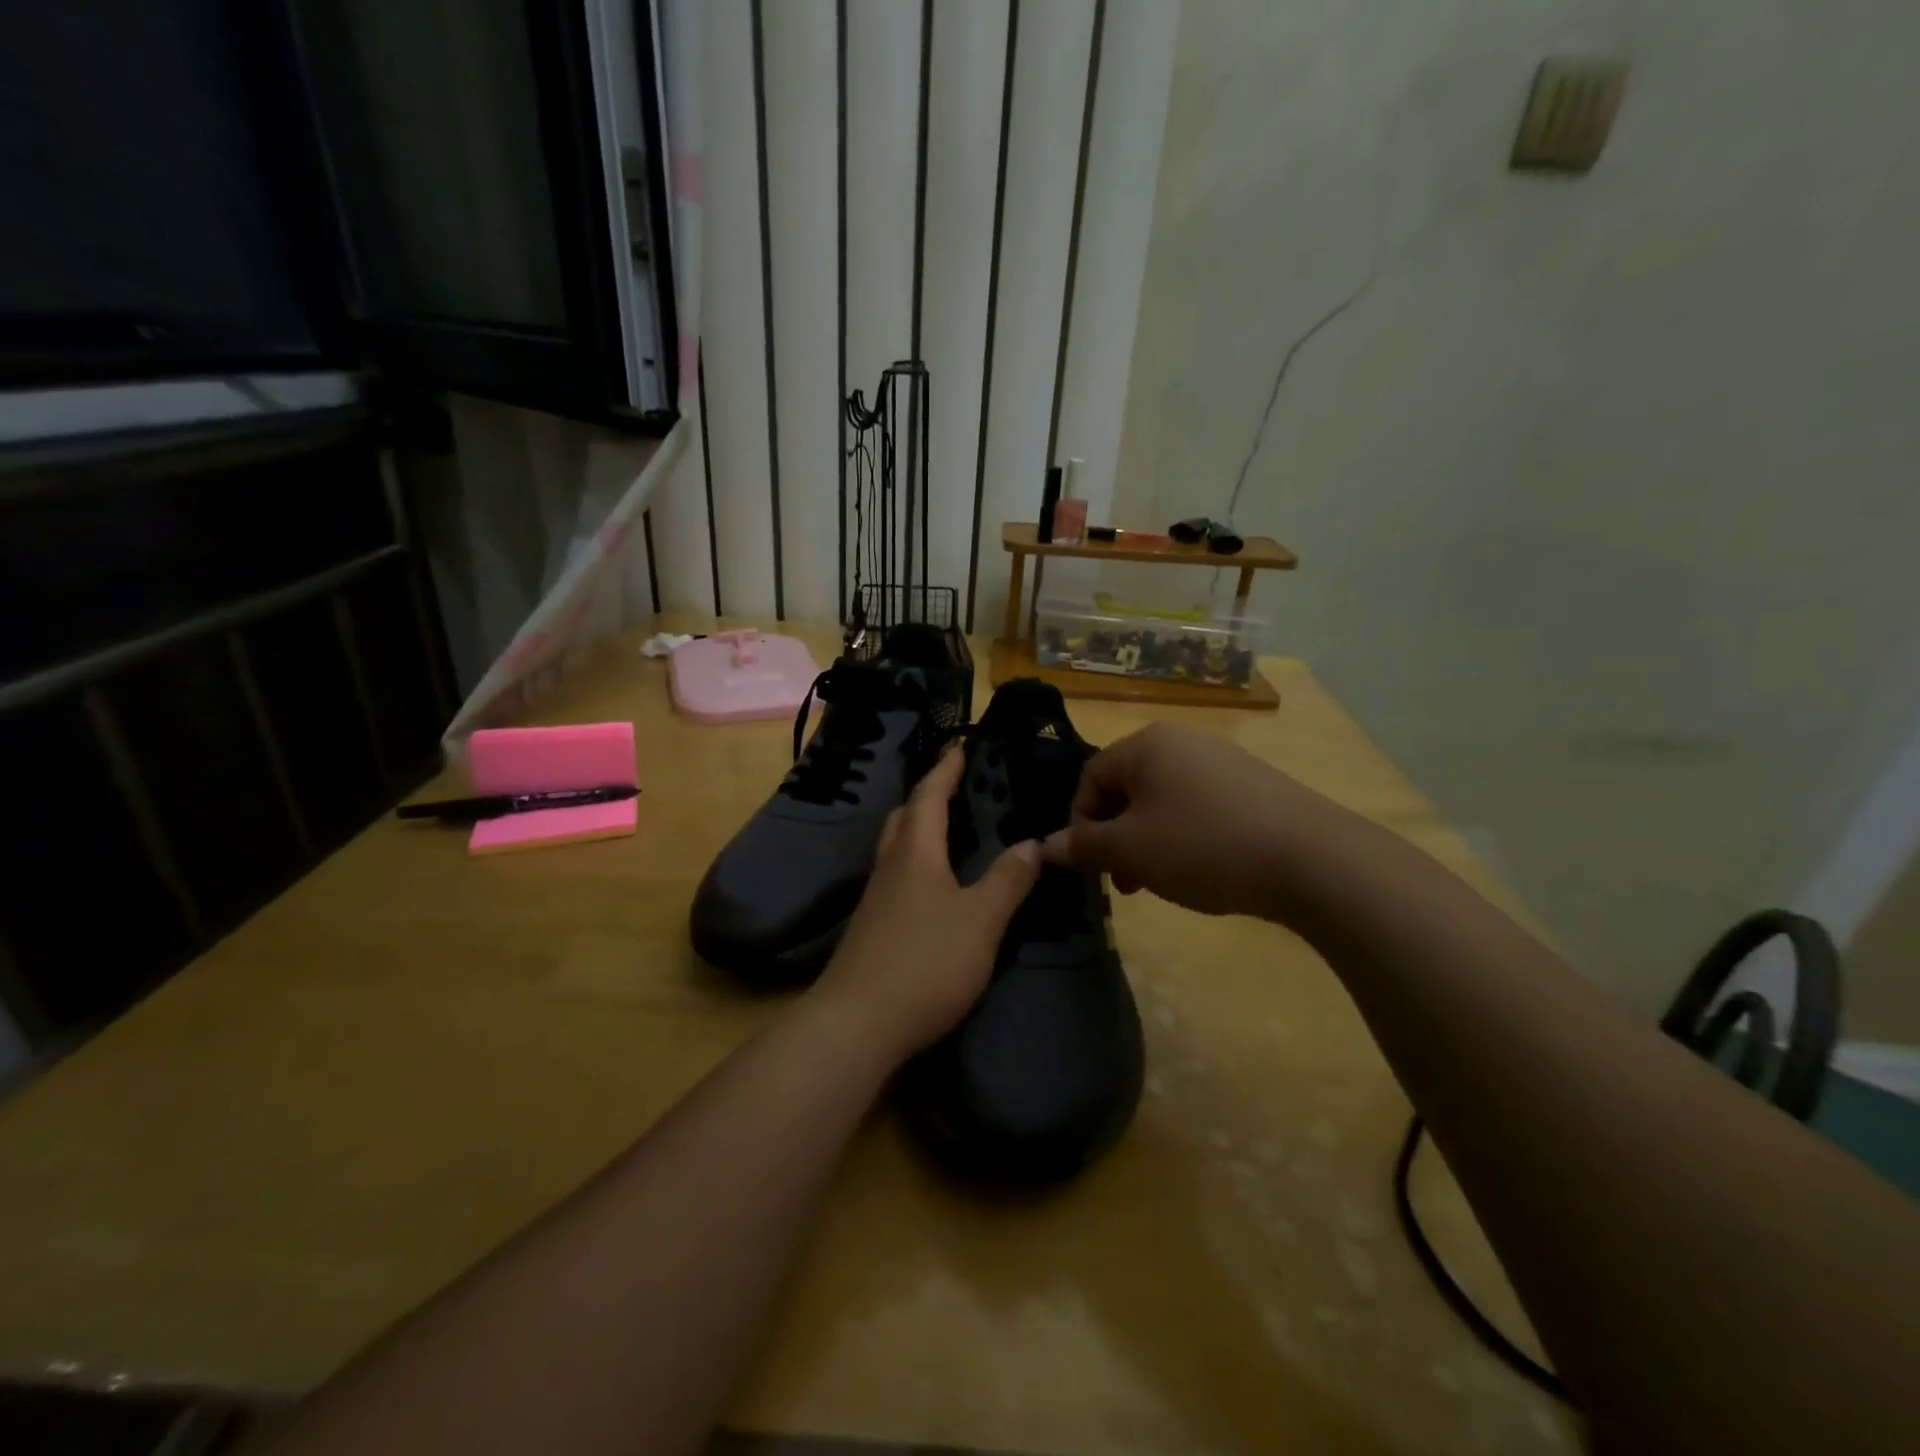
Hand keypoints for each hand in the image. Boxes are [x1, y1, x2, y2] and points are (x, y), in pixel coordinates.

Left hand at [813, 747, 1040, 1056]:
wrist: (857, 1024)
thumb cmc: (925, 961)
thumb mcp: (981, 920)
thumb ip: (1008, 880)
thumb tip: (1033, 843)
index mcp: (915, 852)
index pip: (929, 796)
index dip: (946, 770)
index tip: (961, 748)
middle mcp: (890, 867)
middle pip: (905, 817)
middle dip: (928, 796)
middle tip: (956, 787)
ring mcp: (876, 899)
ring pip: (897, 848)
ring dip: (920, 830)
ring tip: (950, 831)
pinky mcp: (872, 929)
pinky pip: (897, 877)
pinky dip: (917, 864)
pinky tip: (934, 887)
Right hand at [1039, 722, 1323, 917]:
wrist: (1310, 858)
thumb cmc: (1202, 845)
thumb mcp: (1131, 851)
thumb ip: (1084, 846)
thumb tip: (1045, 847)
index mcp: (1145, 745)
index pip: (1090, 777)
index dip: (1080, 822)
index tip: (1090, 864)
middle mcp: (1182, 741)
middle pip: (1128, 788)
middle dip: (1116, 837)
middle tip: (1124, 882)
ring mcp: (1222, 760)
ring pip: (1164, 801)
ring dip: (1148, 842)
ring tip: (1161, 883)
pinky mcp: (1253, 784)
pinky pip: (1200, 806)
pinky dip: (1186, 837)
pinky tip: (1203, 869)